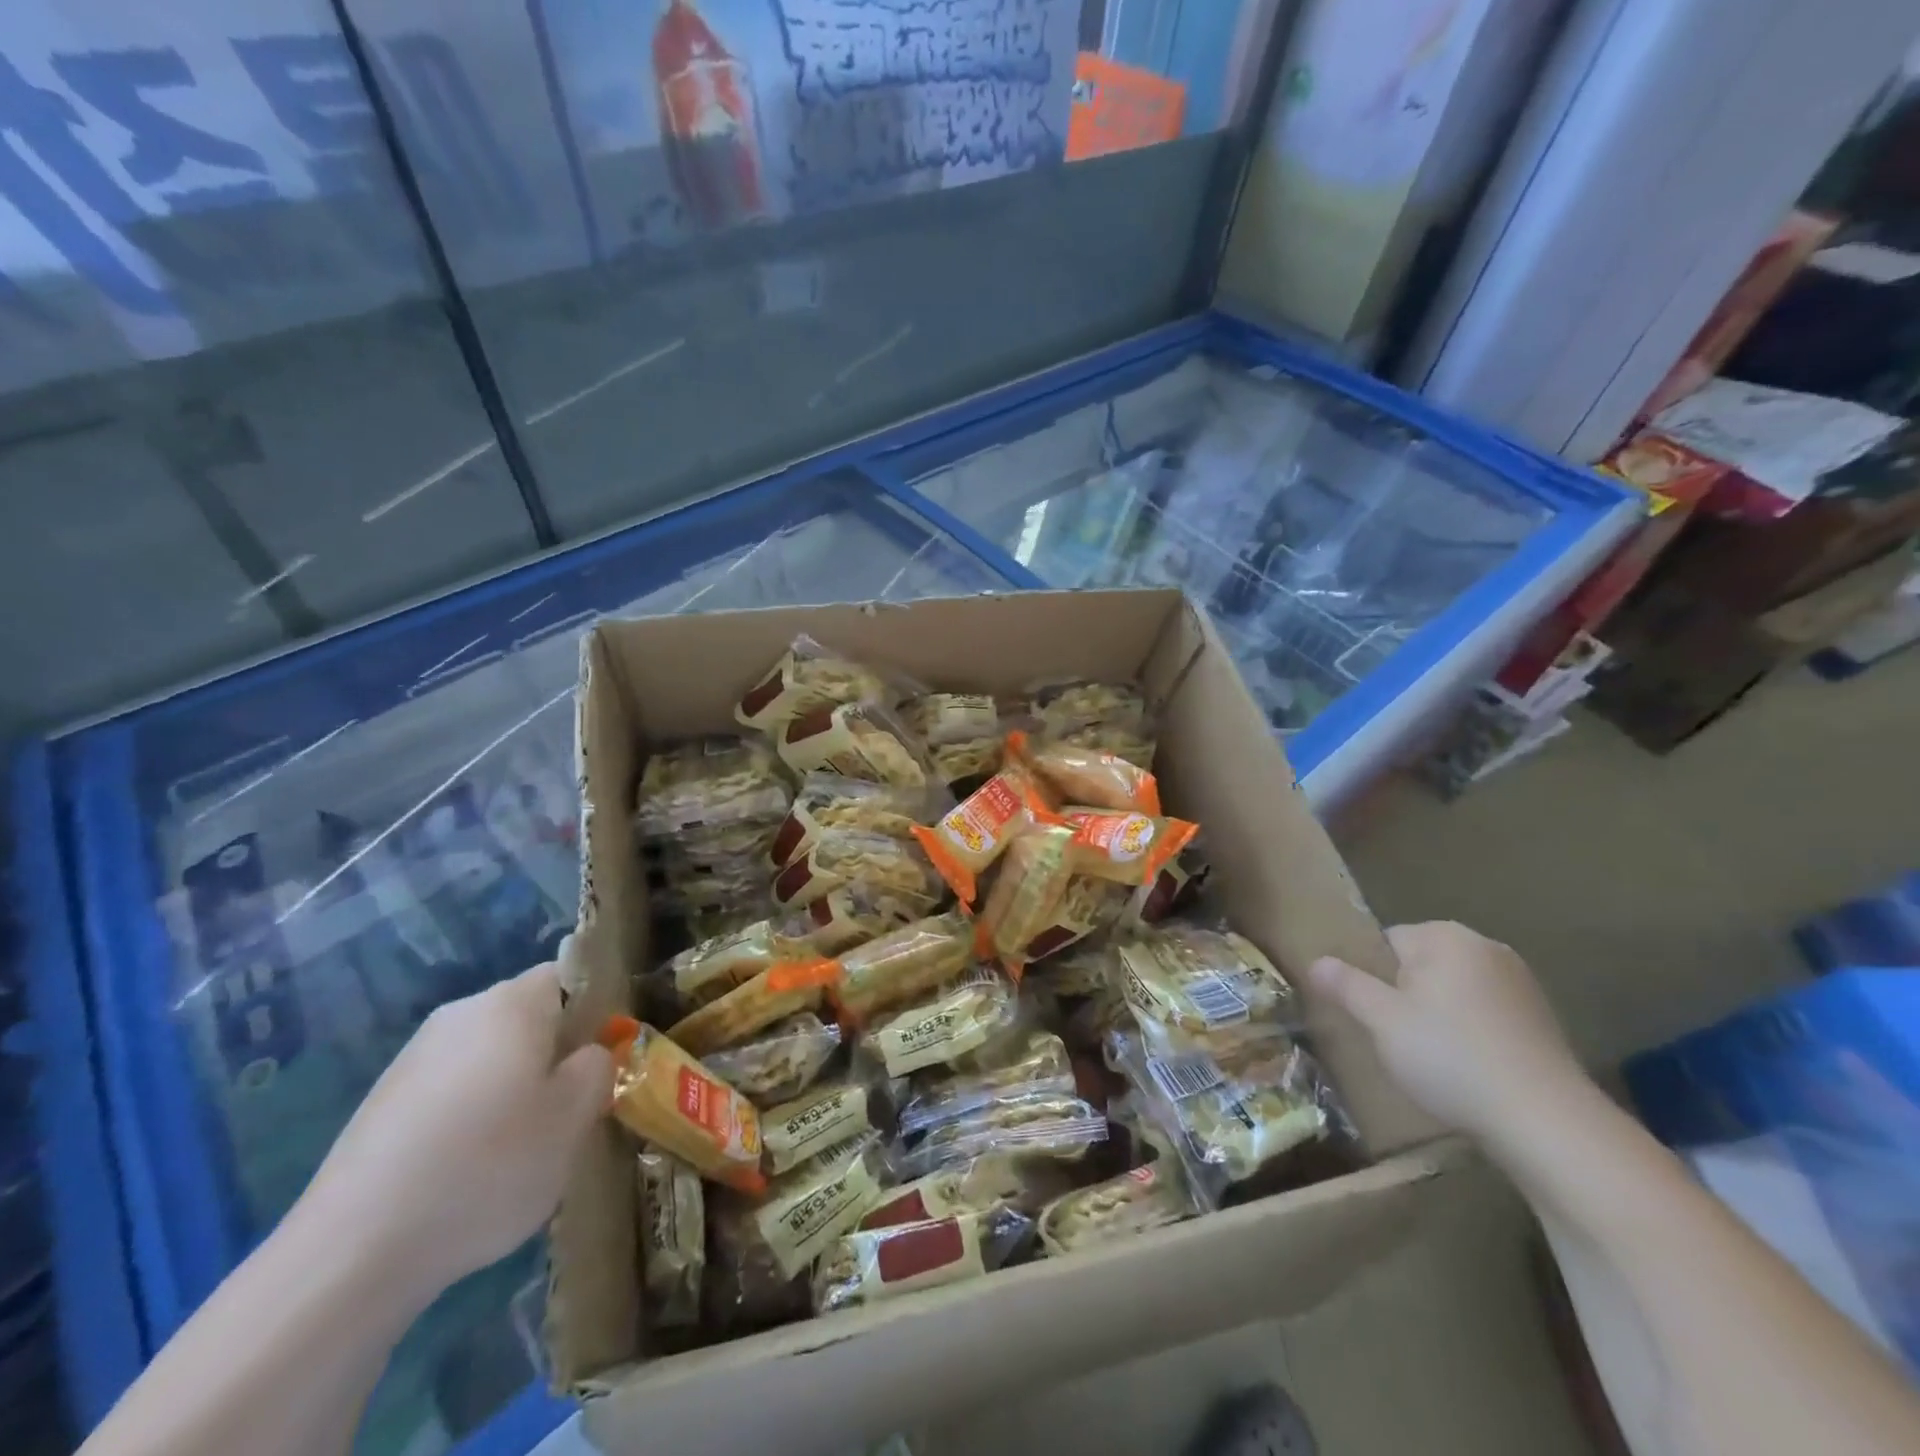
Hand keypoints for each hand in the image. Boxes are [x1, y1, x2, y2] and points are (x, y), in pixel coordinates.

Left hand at [296, 962, 613, 1299]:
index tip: (604, 1060)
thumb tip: (589, 1055)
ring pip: (490, 1055)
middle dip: (554, 1053)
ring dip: (513, 1087)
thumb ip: (598, 1068)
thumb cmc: (488, 1166)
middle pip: (529, 1016)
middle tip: (569, 1109)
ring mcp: (415, 1057)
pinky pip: (451, 1090)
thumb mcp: (575, 1118)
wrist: (352, 1252)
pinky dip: (470, 1117)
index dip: (596, 1011)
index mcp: (513, 1003)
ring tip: (519, 1149)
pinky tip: (467, 1171)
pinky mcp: (382, 1102)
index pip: (571, 976)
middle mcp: (462, 1013)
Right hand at [1310, 921, 1587, 1144]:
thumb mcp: (1381, 1020)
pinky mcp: (1542, 1020)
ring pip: (1453, 991)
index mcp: (1446, 937)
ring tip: (1429, 1059)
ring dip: (1436, 1015)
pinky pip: (1485, 1014)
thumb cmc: (1451, 1057)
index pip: (1386, 941)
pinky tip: (1466, 1069)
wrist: (1546, 1122)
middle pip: (1420, 964)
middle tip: (1393, 1037)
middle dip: (1404, 995)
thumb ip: (1346, 985)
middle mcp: (1486, 947)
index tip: (1369, 1013)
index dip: (1370, 976)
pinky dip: (1469, 1033)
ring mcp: (1521, 984)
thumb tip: (1316, 961)